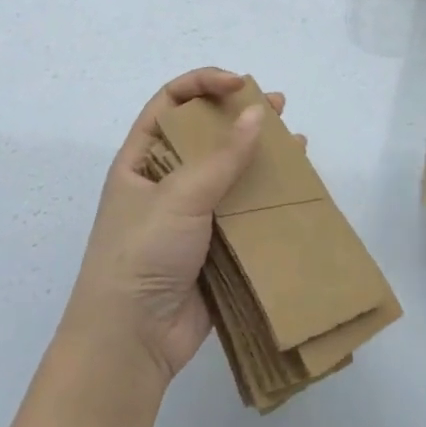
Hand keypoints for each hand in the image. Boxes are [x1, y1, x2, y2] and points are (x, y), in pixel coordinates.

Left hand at [60, 68, 286, 388]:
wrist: (131, 342)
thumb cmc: (142, 254)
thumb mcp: (180, 196)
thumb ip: (223, 156)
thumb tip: (257, 112)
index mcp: (141, 161)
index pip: (170, 102)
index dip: (203, 84)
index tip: (240, 84)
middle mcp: (165, 181)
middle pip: (205, 133)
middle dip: (240, 115)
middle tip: (278, 106)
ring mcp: (191, 213)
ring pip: (230, 170)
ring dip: (260, 152)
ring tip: (293, 139)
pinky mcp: (214, 243)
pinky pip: (244, 207)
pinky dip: (268, 192)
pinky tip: (294, 182)